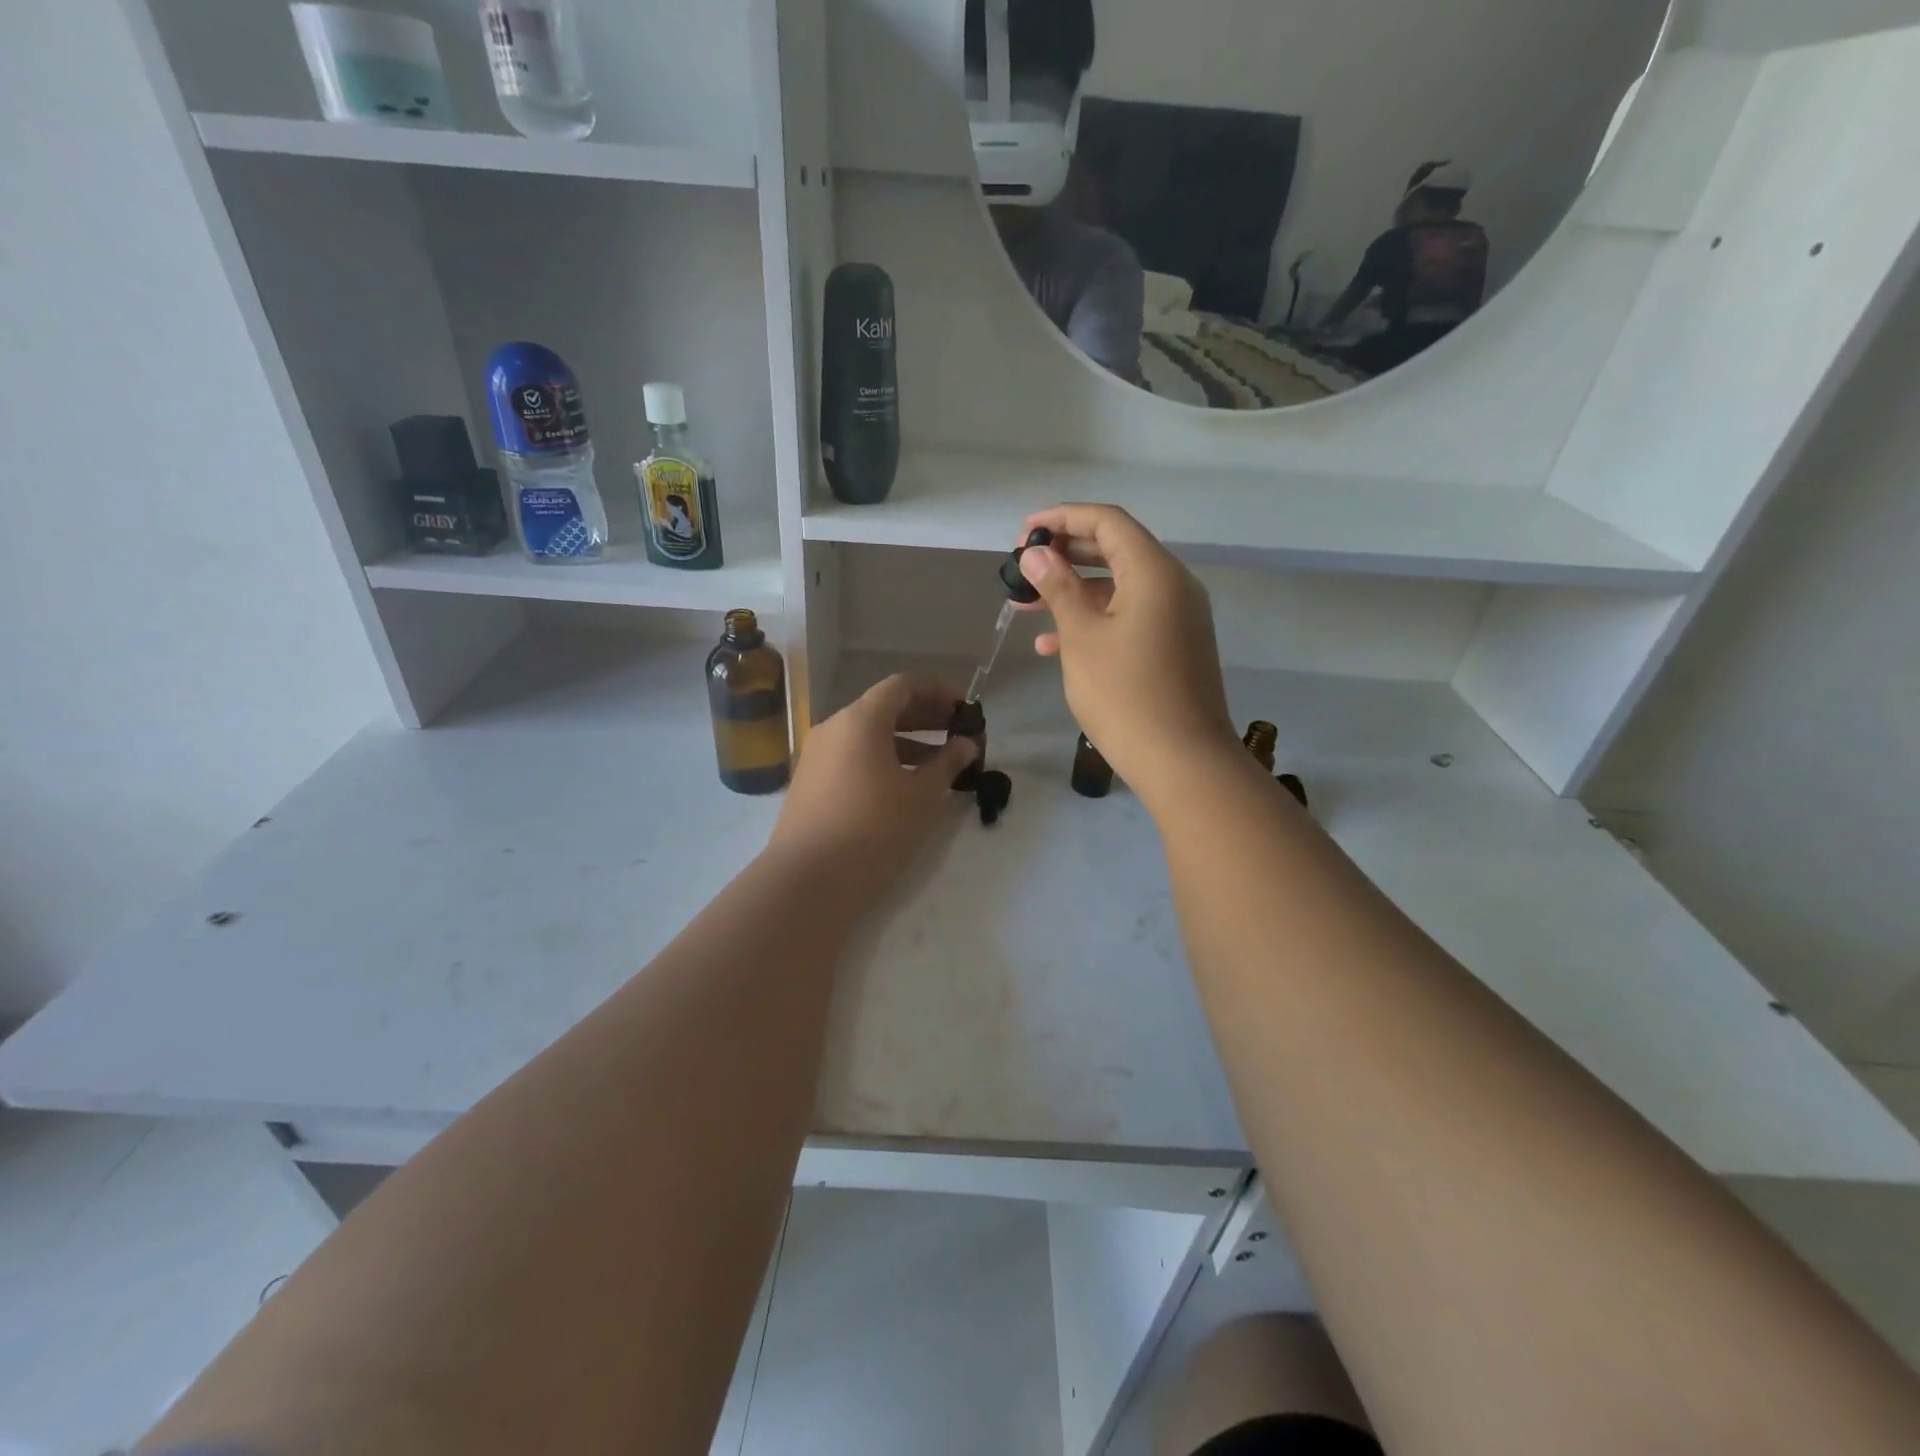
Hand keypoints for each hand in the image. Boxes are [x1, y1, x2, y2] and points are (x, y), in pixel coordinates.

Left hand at [766, 675, 977, 905]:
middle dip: (924, 717)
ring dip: (905, 742)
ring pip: (866, 736)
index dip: (937, 691)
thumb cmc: (875, 829)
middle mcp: (833, 728)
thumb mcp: (922, 796)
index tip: (964, 707)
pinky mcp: (810, 784)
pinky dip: (881, 760)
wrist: (809, 881)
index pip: (902, 686)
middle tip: (957, 732)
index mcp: (860, 720)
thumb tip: (966, 743)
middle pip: (883, 708)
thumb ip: (948, 763)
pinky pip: (852, 757)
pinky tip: (903, 785)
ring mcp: (817, 757)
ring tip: (938, 762)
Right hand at [1017, 504, 1238, 806]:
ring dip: (1074, 592)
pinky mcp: (1175, 646)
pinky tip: (1054, 645)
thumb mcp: (1082, 637)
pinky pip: (1131, 617)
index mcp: (1154, 572)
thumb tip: (1036, 553)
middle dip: (1065, 556)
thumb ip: (1059, 588)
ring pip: (1119, 588)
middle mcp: (1173, 585)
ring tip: (1027, 607)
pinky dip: (1095, 620)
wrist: (1183, 762)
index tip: (1023, 532)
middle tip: (1022, 568)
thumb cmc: (1125, 695)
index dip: (1062, 518)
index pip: (1107, 522)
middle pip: (1115, 550)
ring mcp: (1177, 618)